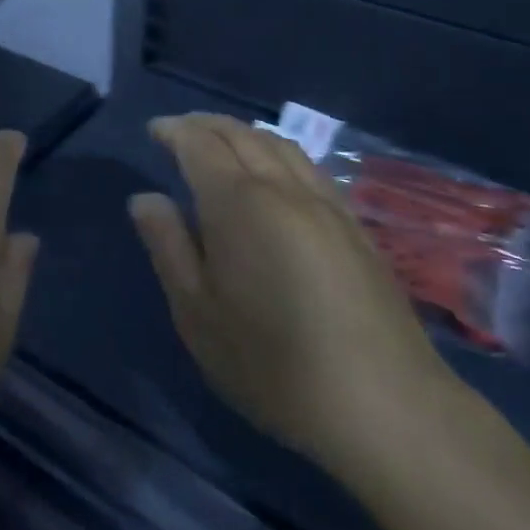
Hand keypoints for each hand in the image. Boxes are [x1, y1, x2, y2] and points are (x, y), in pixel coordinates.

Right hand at [129, 114, 455, 474]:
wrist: (383, 405)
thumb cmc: (272, 362)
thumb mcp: (197, 312)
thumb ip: (168, 246)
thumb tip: (146, 199)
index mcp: (238, 202)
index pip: (200, 144)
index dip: (174, 131)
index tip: (153, 130)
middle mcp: (284, 188)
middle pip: (242, 134)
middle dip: (206, 124)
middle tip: (179, 130)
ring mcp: (327, 204)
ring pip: (281, 145)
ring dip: (244, 133)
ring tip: (221, 143)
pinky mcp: (355, 227)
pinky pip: (308, 167)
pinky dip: (278, 152)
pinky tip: (275, 174)